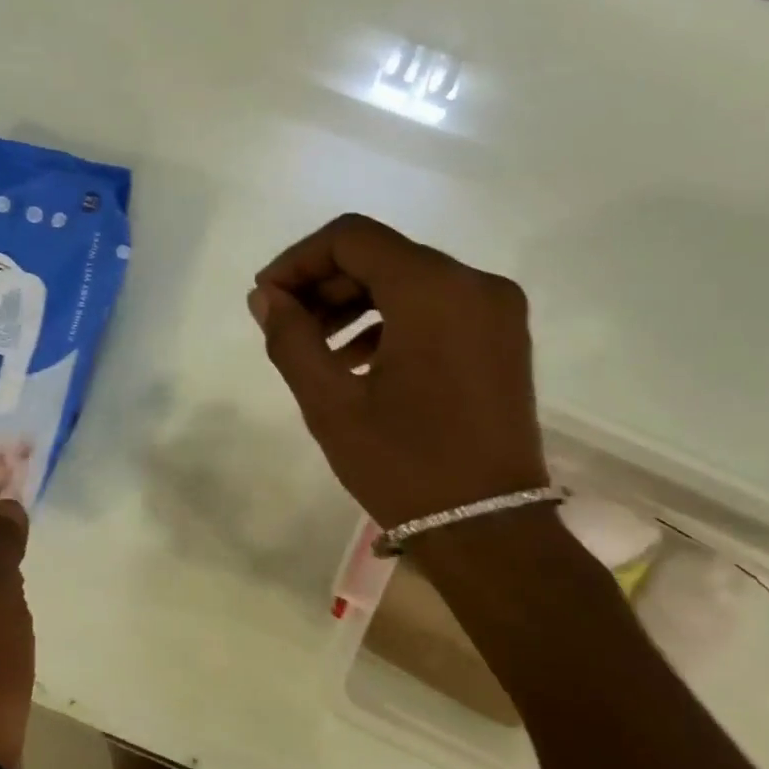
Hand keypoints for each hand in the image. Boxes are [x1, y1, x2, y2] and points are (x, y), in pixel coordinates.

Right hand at [250, 213, 547, 528]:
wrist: (489, 530)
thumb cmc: (404, 464)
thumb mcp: (330, 403)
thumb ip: (290, 338)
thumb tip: (266, 297)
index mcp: (434, 290)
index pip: (352, 238)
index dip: (299, 260)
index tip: (267, 298)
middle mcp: (474, 283)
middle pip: (382, 256)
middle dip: (325, 284)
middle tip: (286, 325)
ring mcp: (496, 310)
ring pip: (409, 280)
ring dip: (355, 304)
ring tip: (317, 350)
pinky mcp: (503, 338)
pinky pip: (437, 307)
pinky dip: (392, 321)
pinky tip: (359, 362)